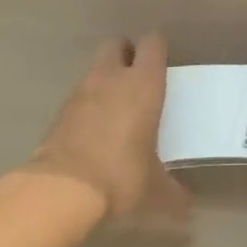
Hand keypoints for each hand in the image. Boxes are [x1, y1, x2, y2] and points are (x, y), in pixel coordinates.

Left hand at [29, 35, 189, 225]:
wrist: (61, 190)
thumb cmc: (120, 176)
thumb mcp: (155, 190)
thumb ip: (174, 192)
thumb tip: (186, 203)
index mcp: (143, 83)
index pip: (153, 43)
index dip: (157, 49)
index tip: (162, 65)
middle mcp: (112, 77)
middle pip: (117, 43)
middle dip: (126, 54)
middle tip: (136, 78)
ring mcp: (82, 90)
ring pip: (96, 68)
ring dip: (105, 79)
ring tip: (115, 108)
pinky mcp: (60, 110)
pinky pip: (78, 95)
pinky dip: (87, 104)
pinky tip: (93, 130)